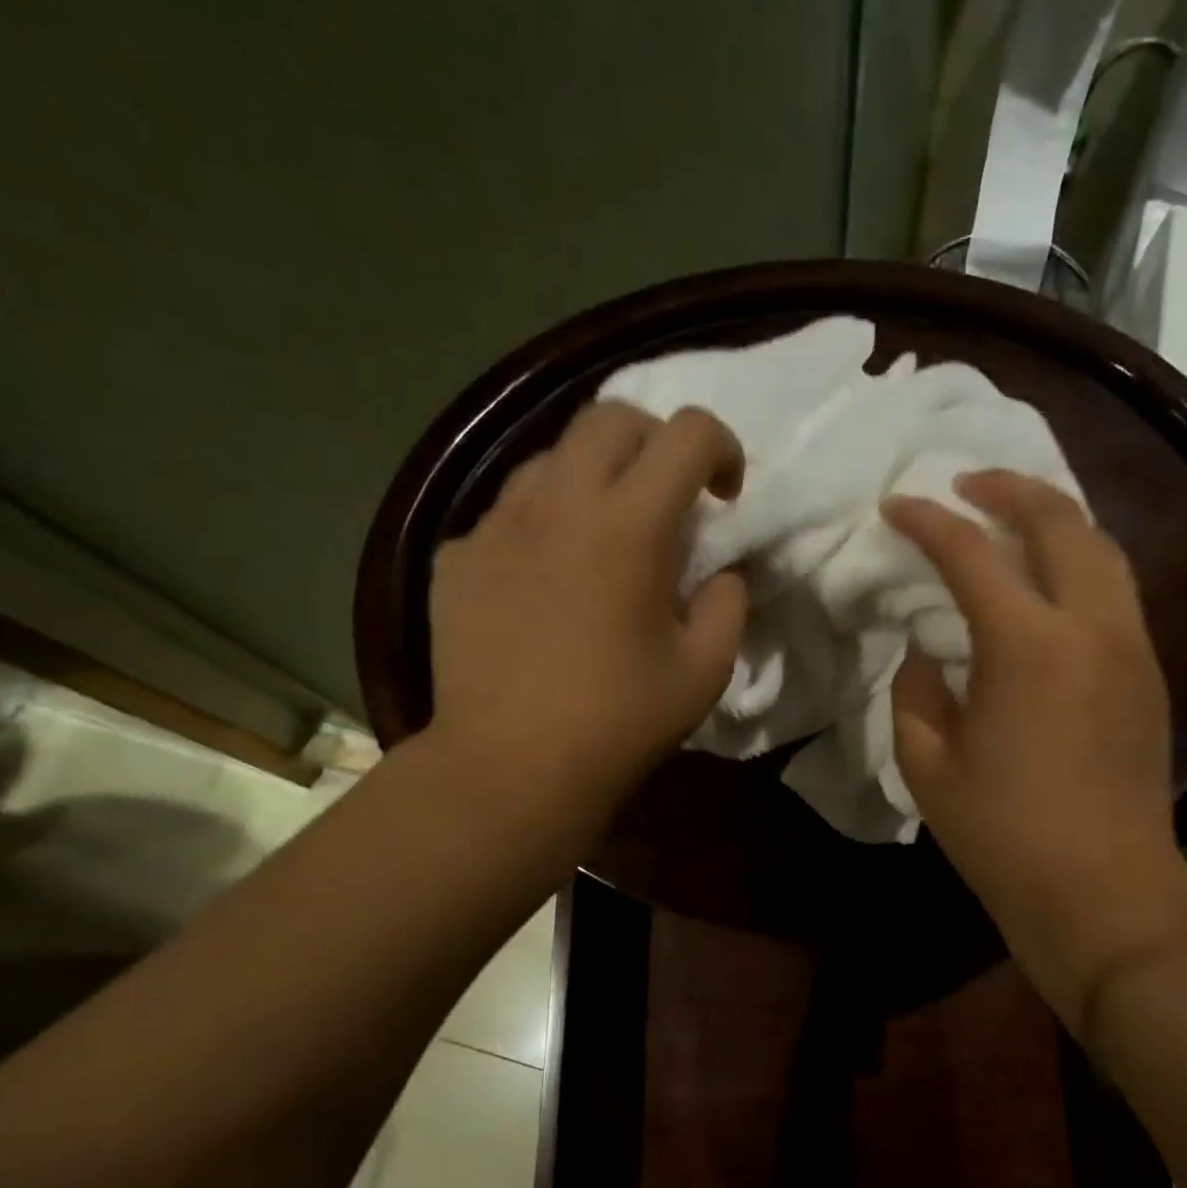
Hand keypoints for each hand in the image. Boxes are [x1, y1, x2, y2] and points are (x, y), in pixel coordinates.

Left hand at [420, 403, 747, 824]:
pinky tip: (546, 580)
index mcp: (629, 525)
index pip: (687, 432)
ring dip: (594, 478)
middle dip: (656, 442)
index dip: (722, 448)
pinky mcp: (458, 555)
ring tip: (603, 536)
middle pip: (611, 418)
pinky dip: (542, 525)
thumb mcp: (705, 670)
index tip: (725, 497)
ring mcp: (497, 524)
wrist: (508, 769)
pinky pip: (508, 512)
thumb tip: (721, 571)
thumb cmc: (618, 722)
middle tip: (669, 499)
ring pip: (551, 457)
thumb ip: (728, 603)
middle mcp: (558, 502)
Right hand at [882, 470, 1186, 1032]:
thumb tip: (928, 650)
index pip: (970, 554)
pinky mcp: (1151, 672)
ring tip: (1010, 513)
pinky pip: (1115, 587)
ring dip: (1053, 516)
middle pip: (1060, 520)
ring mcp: (1132, 646)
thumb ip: (916, 689)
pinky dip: (1079, 558)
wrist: (1104, 892)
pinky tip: (1048, 574)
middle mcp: (1091, 626)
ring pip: (1102, 546)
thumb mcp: (927, 762)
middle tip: (964, 484)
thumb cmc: (1003, 834)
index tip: (895, 506)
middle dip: (1008, 489)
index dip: (927, 521)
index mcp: (1027, 646)